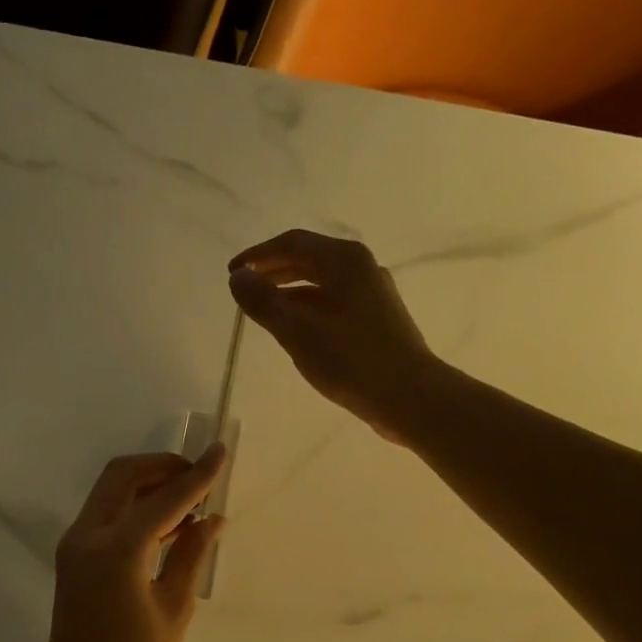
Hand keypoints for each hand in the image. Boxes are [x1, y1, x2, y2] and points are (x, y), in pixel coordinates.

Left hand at [33, 446, 227, 641]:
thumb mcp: (174, 611)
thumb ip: (191, 555)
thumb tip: (211, 519)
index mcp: (116, 551)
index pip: (164, 498)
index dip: (196, 475)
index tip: (221, 452)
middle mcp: (87, 537)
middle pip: (124, 476)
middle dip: (163, 467)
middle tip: (200, 477)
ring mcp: (74, 547)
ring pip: (111, 492)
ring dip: (149, 486)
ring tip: (192, 501)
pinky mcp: (73, 560)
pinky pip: (106, 516)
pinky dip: (135, 508)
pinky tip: (169, 524)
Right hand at [229, 229, 438, 442]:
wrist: (410, 397)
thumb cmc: (351, 360)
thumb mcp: (298, 330)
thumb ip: (264, 301)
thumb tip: (238, 277)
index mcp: (345, 260)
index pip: (292, 243)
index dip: (257, 256)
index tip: (231, 274)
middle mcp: (361, 268)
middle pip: (308, 259)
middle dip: (272, 271)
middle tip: (243, 289)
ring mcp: (372, 294)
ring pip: (321, 283)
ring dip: (289, 291)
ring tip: (263, 310)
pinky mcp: (376, 319)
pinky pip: (333, 303)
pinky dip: (308, 308)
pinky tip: (294, 331)